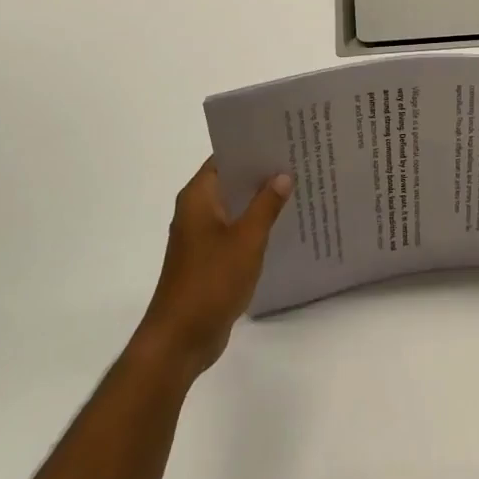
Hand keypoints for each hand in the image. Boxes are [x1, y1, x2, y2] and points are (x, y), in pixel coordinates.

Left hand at [133, 159, 292, 381]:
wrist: (180, 340)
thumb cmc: (211, 282)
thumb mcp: (246, 240)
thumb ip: (266, 205)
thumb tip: (282, 175)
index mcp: (198, 198)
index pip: (225, 158)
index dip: (252, 147)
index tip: (283, 139)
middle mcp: (196, 211)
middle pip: (232, 181)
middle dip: (262, 173)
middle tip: (299, 160)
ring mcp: (201, 237)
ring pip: (235, 208)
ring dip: (260, 201)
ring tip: (299, 188)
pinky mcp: (209, 259)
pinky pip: (235, 231)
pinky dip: (255, 226)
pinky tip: (283, 226)